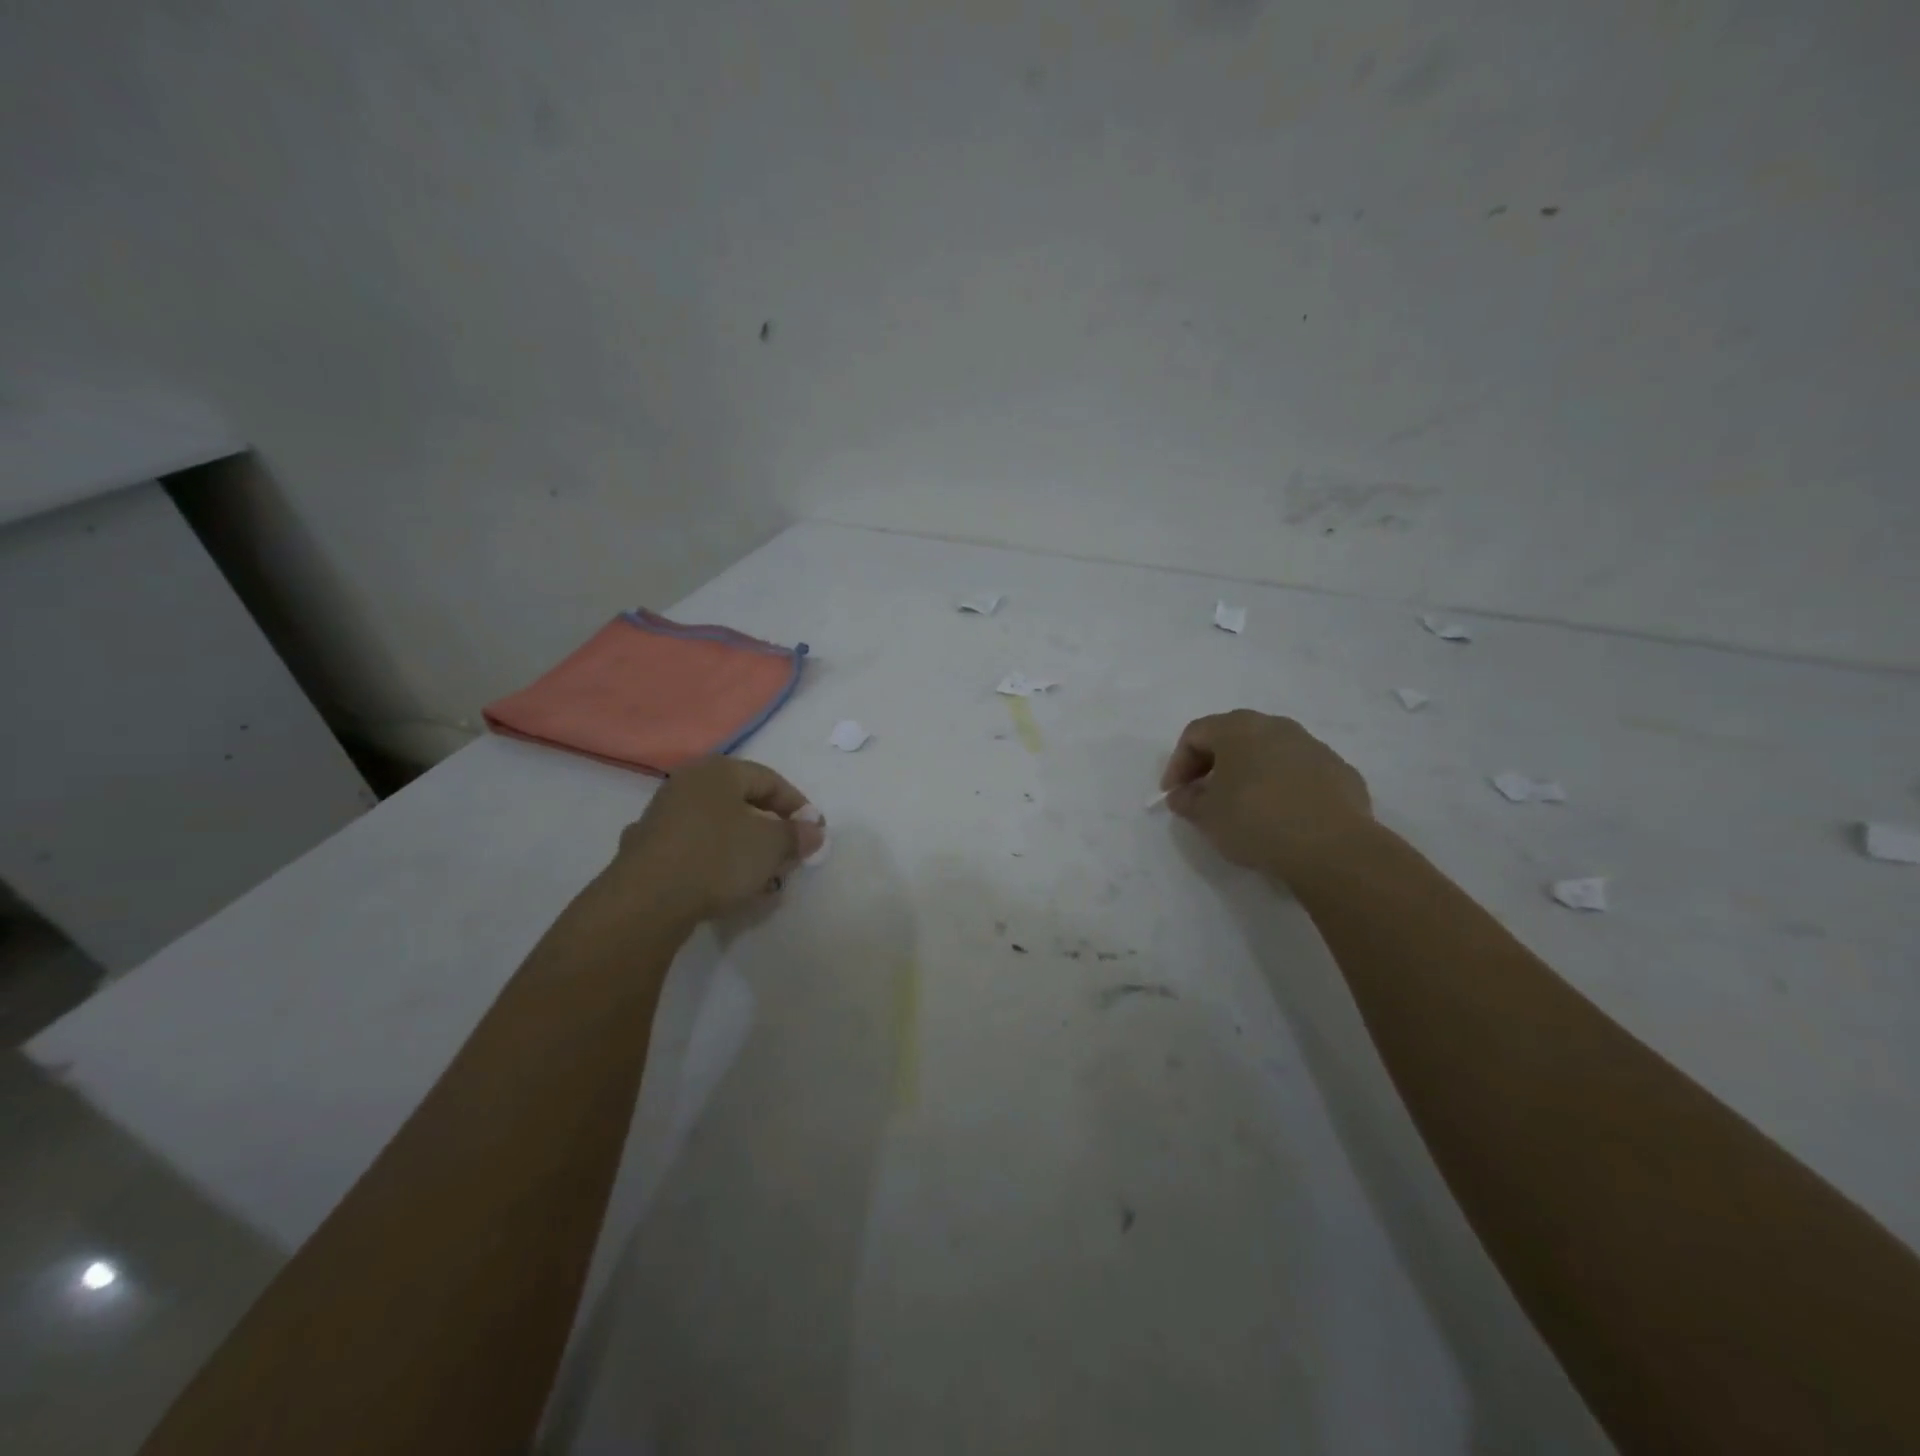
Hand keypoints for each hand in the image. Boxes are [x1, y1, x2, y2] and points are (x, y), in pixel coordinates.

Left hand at [606, 757, 826, 924]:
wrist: (646, 901)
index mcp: (718, 771)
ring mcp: (662, 816)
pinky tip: (728, 888)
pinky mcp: (648, 849)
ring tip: (764, 879)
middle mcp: (687, 784)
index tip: (814, 832)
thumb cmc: (717, 858)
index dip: (798, 806)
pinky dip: (717, 864)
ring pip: (719, 828)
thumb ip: (796, 835)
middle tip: (790, 856)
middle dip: (771, 831)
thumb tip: (813, 831)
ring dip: (746, 851)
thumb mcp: (771, 846)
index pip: (770, 780)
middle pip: (743, 803)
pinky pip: (696, 850)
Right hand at [1160, 710, 1372, 878]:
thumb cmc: (1255, 821)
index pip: (1195, 734)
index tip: (1174, 795)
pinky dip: (1282, 786)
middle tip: (1202, 796)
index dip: (1177, 764)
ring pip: (1269, 752)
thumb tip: (1183, 795)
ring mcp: (1312, 746)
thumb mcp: (1206, 816)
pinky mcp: (1339, 771)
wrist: (1331, 846)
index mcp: (1238, 728)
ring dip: (1249, 773)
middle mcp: (1276, 726)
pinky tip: (1281, 816)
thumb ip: (1187, 801)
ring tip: (1243, 807)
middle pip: (1233, 736)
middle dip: (1213, 765)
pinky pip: (1299, 772)